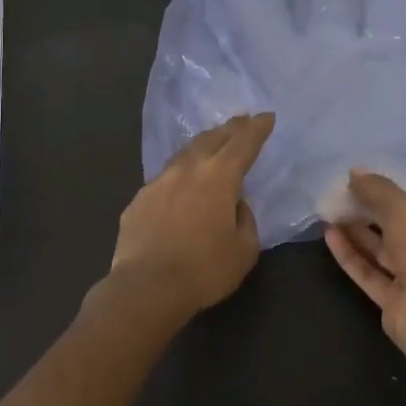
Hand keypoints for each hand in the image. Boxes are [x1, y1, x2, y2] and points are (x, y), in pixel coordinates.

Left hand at [111, 112, 275, 317]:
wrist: (146, 288)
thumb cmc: (204, 270)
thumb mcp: (244, 250)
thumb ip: (245, 220)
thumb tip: (235, 205)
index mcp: (219, 177)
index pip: (243, 143)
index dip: (257, 129)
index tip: (267, 116)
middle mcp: (187, 170)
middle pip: (212, 139)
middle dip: (230, 128)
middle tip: (242, 119)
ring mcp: (158, 183)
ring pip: (184, 154)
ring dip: (202, 145)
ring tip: (211, 143)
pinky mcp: (138, 201)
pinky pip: (164, 180)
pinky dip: (179, 175)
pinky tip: (179, 184)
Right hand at [324, 171, 405, 352]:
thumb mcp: (403, 206)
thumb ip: (377, 188)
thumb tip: (354, 173)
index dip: (396, 189)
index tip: (369, 179)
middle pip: (400, 227)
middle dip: (371, 211)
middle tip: (343, 193)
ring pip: (382, 251)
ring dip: (357, 231)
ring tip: (330, 210)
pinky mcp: (394, 301)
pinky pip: (370, 272)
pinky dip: (351, 254)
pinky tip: (329, 234)